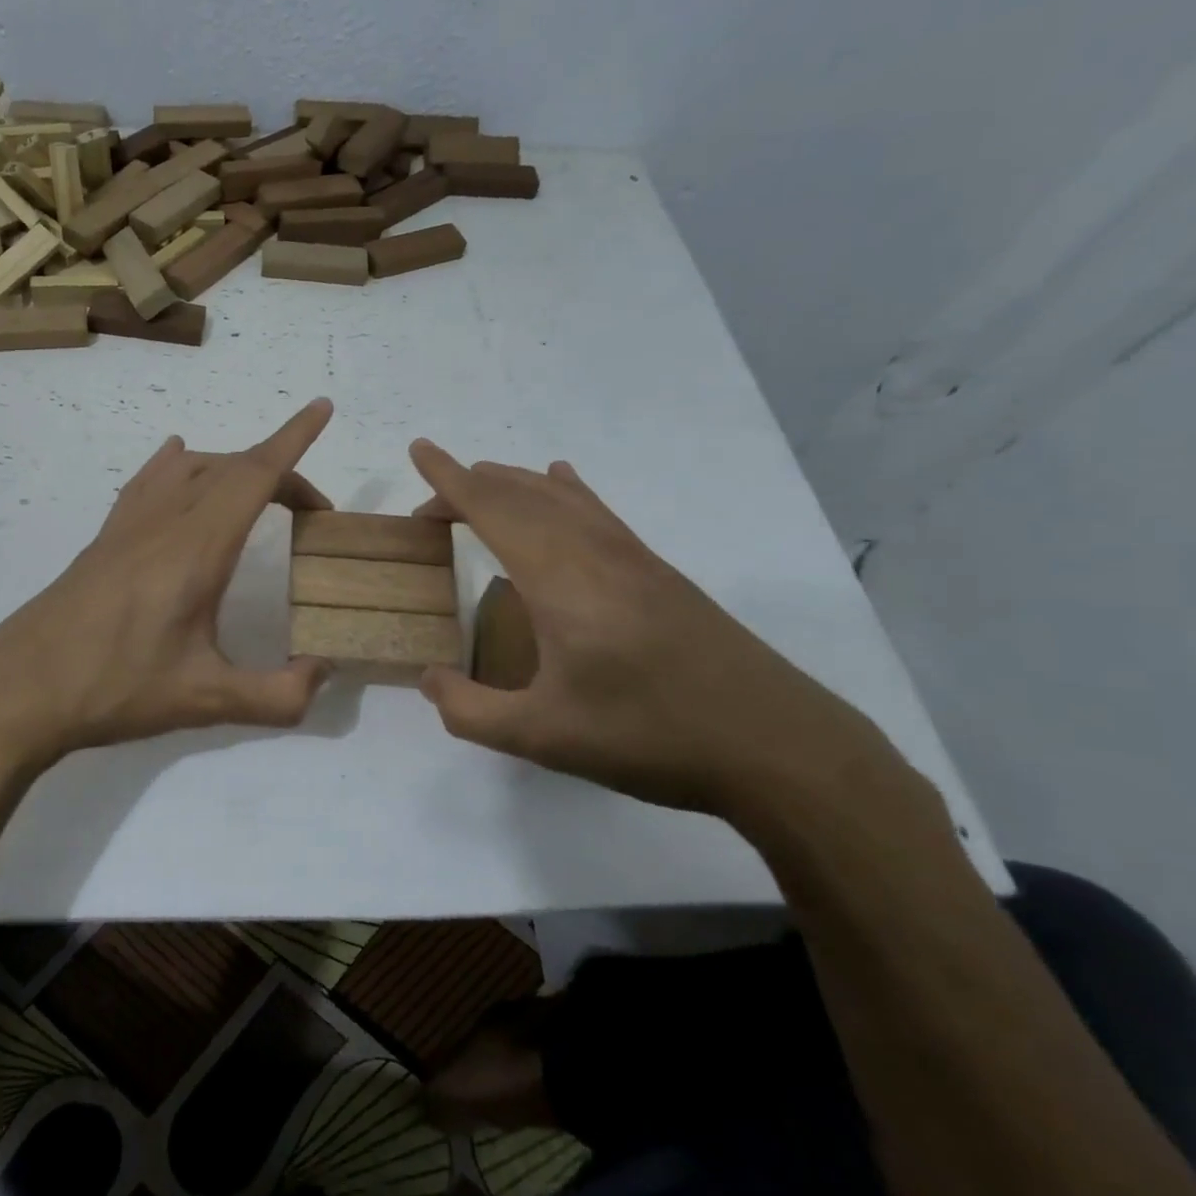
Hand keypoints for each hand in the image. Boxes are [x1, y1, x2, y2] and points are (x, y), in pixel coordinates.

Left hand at [0, 400, 337, 773]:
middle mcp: (164, 521)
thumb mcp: (205, 701)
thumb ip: (276, 695)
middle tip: (310, 511)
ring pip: (189, 467)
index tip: (321, 409)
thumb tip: (323, 675)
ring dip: (232, 467)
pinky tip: (175, 464)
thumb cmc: (114, 688)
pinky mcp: (104, 539)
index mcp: (196, 547)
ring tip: (257, 494)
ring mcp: (128, 525)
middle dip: (279, 471)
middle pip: (230, 468)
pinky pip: (148, 481)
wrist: (19, 690)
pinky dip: (176, 465)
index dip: (293, 439)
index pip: (255, 475)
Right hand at [408, 440, 900, 818]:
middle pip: (522, 495)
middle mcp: (593, 552)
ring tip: (481, 483)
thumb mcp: (543, 737)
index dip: (449, 480)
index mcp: (559, 579)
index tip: (419, 449)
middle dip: (470, 486)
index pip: (492, 509)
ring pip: (562, 497)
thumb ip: (470, 711)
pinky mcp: (658, 572)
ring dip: (514, 483)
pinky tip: (564, 483)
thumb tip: (428, 680)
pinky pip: (598, 511)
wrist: (776, 746)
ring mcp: (632, 557)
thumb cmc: (649, 736)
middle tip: (431, 506)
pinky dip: (567, 490)